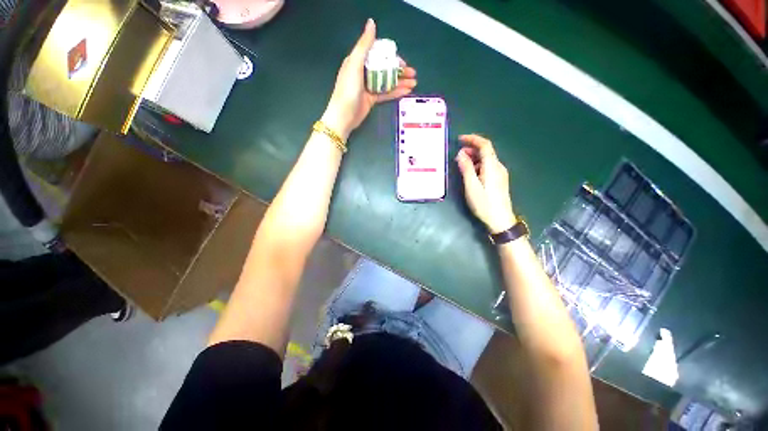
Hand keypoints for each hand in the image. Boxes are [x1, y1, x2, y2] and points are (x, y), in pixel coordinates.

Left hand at [322, 19, 416, 139]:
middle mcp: (364, 72)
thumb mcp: (354, 64)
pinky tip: (407, 91)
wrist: (344, 116)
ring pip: (387, 81)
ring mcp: (368, 86)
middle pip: (385, 68)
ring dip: (401, 81)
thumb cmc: (347, 90)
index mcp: (358, 61)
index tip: (402, 61)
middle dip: (399, 70)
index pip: (378, 54)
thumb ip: (364, 45)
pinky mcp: (372, 99)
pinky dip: (396, 92)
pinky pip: (386, 93)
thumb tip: (371, 23)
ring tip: (414, 83)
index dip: (391, 56)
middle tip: (413, 73)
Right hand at [455, 135, 516, 233]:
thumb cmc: (484, 203)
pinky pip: (488, 166)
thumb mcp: (471, 186)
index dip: (473, 139)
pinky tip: (470, 173)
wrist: (500, 220)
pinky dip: (478, 165)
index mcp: (492, 166)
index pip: (485, 145)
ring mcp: (500, 173)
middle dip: (471, 149)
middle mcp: (498, 166)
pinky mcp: (499, 180)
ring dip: (474, 157)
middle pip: (486, 151)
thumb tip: (461, 154)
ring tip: (461, 164)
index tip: (460, 139)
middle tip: (457, 155)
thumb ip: (466, 168)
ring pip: (487, 159)